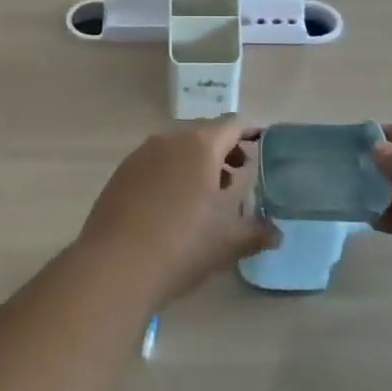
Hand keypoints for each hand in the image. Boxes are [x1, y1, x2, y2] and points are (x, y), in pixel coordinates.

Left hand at [77, 119, 278, 304]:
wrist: (115, 265)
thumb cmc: (181, 245)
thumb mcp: (228, 242)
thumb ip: (256, 232)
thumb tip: (276, 233)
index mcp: (200, 147)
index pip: (232, 126)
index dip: (250, 132)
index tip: (263, 141)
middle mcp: (169, 141)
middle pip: (203, 135)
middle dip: (223, 152)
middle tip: (237, 176)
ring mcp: (140, 155)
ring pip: (176, 150)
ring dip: (195, 164)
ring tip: (206, 195)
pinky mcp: (120, 174)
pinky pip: (154, 165)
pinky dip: (170, 175)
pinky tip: (172, 206)